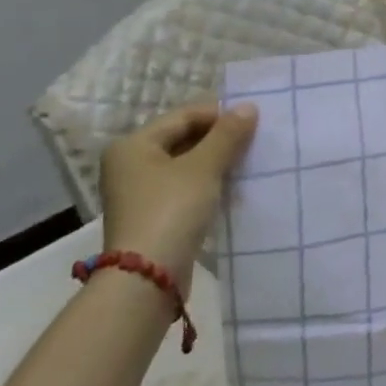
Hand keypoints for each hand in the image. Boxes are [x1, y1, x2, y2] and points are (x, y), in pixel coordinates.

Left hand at [99, 101, 257, 287]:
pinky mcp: (153, 216)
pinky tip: (233, 188)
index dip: (220, 115)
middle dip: (220, 140)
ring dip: (217, 162)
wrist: (147, 279)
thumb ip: (227, 134)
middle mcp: (130, 165)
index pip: (184, 116)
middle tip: (255, 141)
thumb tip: (248, 107)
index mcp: (133, 145)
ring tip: (249, 163)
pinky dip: (209, 184)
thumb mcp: (204, 167)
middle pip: (184, 139)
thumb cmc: (171, 210)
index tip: (254, 121)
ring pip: (187, 165)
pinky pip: (186, 188)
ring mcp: (140, 193)